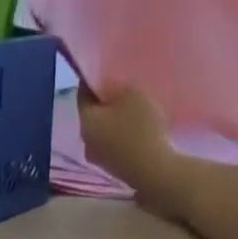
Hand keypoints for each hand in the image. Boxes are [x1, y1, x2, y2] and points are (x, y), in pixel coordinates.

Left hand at [77, 84, 178, 210]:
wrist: (155, 171)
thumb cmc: (141, 128)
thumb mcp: (130, 93)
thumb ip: (114, 87)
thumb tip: (107, 87)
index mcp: (86, 123)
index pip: (82, 93)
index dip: (93, 78)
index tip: (105, 67)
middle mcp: (87, 144)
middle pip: (93, 115)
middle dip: (103, 101)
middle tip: (118, 86)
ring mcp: (100, 160)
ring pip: (102, 131)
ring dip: (112, 119)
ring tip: (127, 106)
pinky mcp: (113, 170)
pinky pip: (112, 145)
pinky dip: (118, 134)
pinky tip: (132, 127)